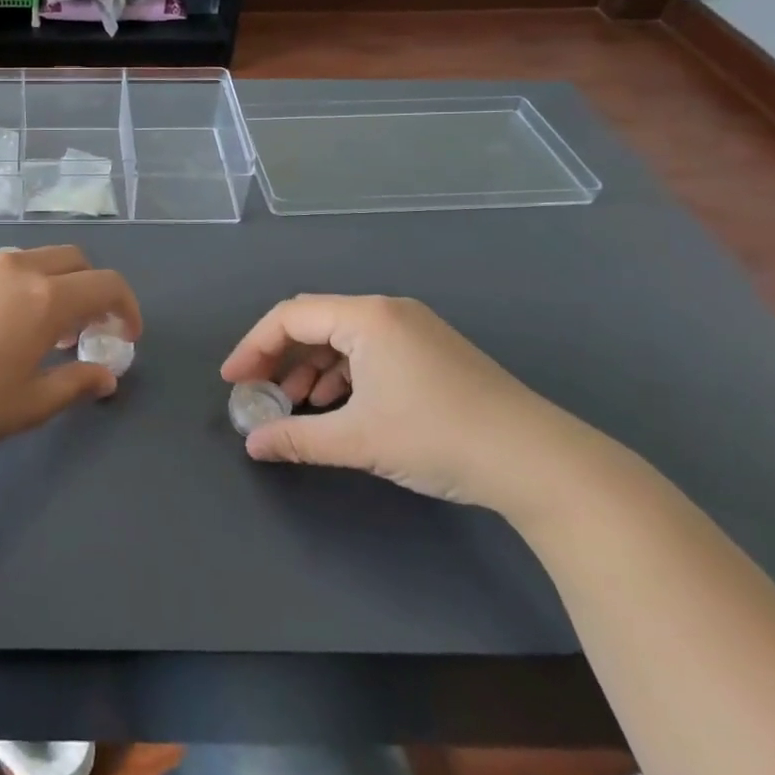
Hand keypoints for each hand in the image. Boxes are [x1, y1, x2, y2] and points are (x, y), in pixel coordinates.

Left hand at [0, 247, 139, 466]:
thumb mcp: (31, 403)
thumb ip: (76, 384)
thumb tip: (106, 376)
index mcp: (46, 297)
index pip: (106, 284)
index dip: (126, 308)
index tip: (125, 339)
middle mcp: (18, 270)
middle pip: (74, 260)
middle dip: (92, 289)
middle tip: (87, 333)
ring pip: (36, 261)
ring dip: (56, 286)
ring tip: (45, 334)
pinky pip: (4, 272)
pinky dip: (23, 288)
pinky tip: (2, 331)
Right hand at [222, 295, 598, 517]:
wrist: (541, 463)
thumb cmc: (439, 437)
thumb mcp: (359, 440)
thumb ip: (297, 438)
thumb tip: (252, 445)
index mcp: (367, 317)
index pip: (290, 317)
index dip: (253, 347)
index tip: (233, 382)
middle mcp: (388, 311)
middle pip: (314, 323)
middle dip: (280, 359)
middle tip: (259, 395)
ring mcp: (414, 330)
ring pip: (342, 339)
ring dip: (311, 370)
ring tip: (296, 408)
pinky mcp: (432, 352)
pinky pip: (369, 352)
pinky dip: (343, 376)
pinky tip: (338, 408)